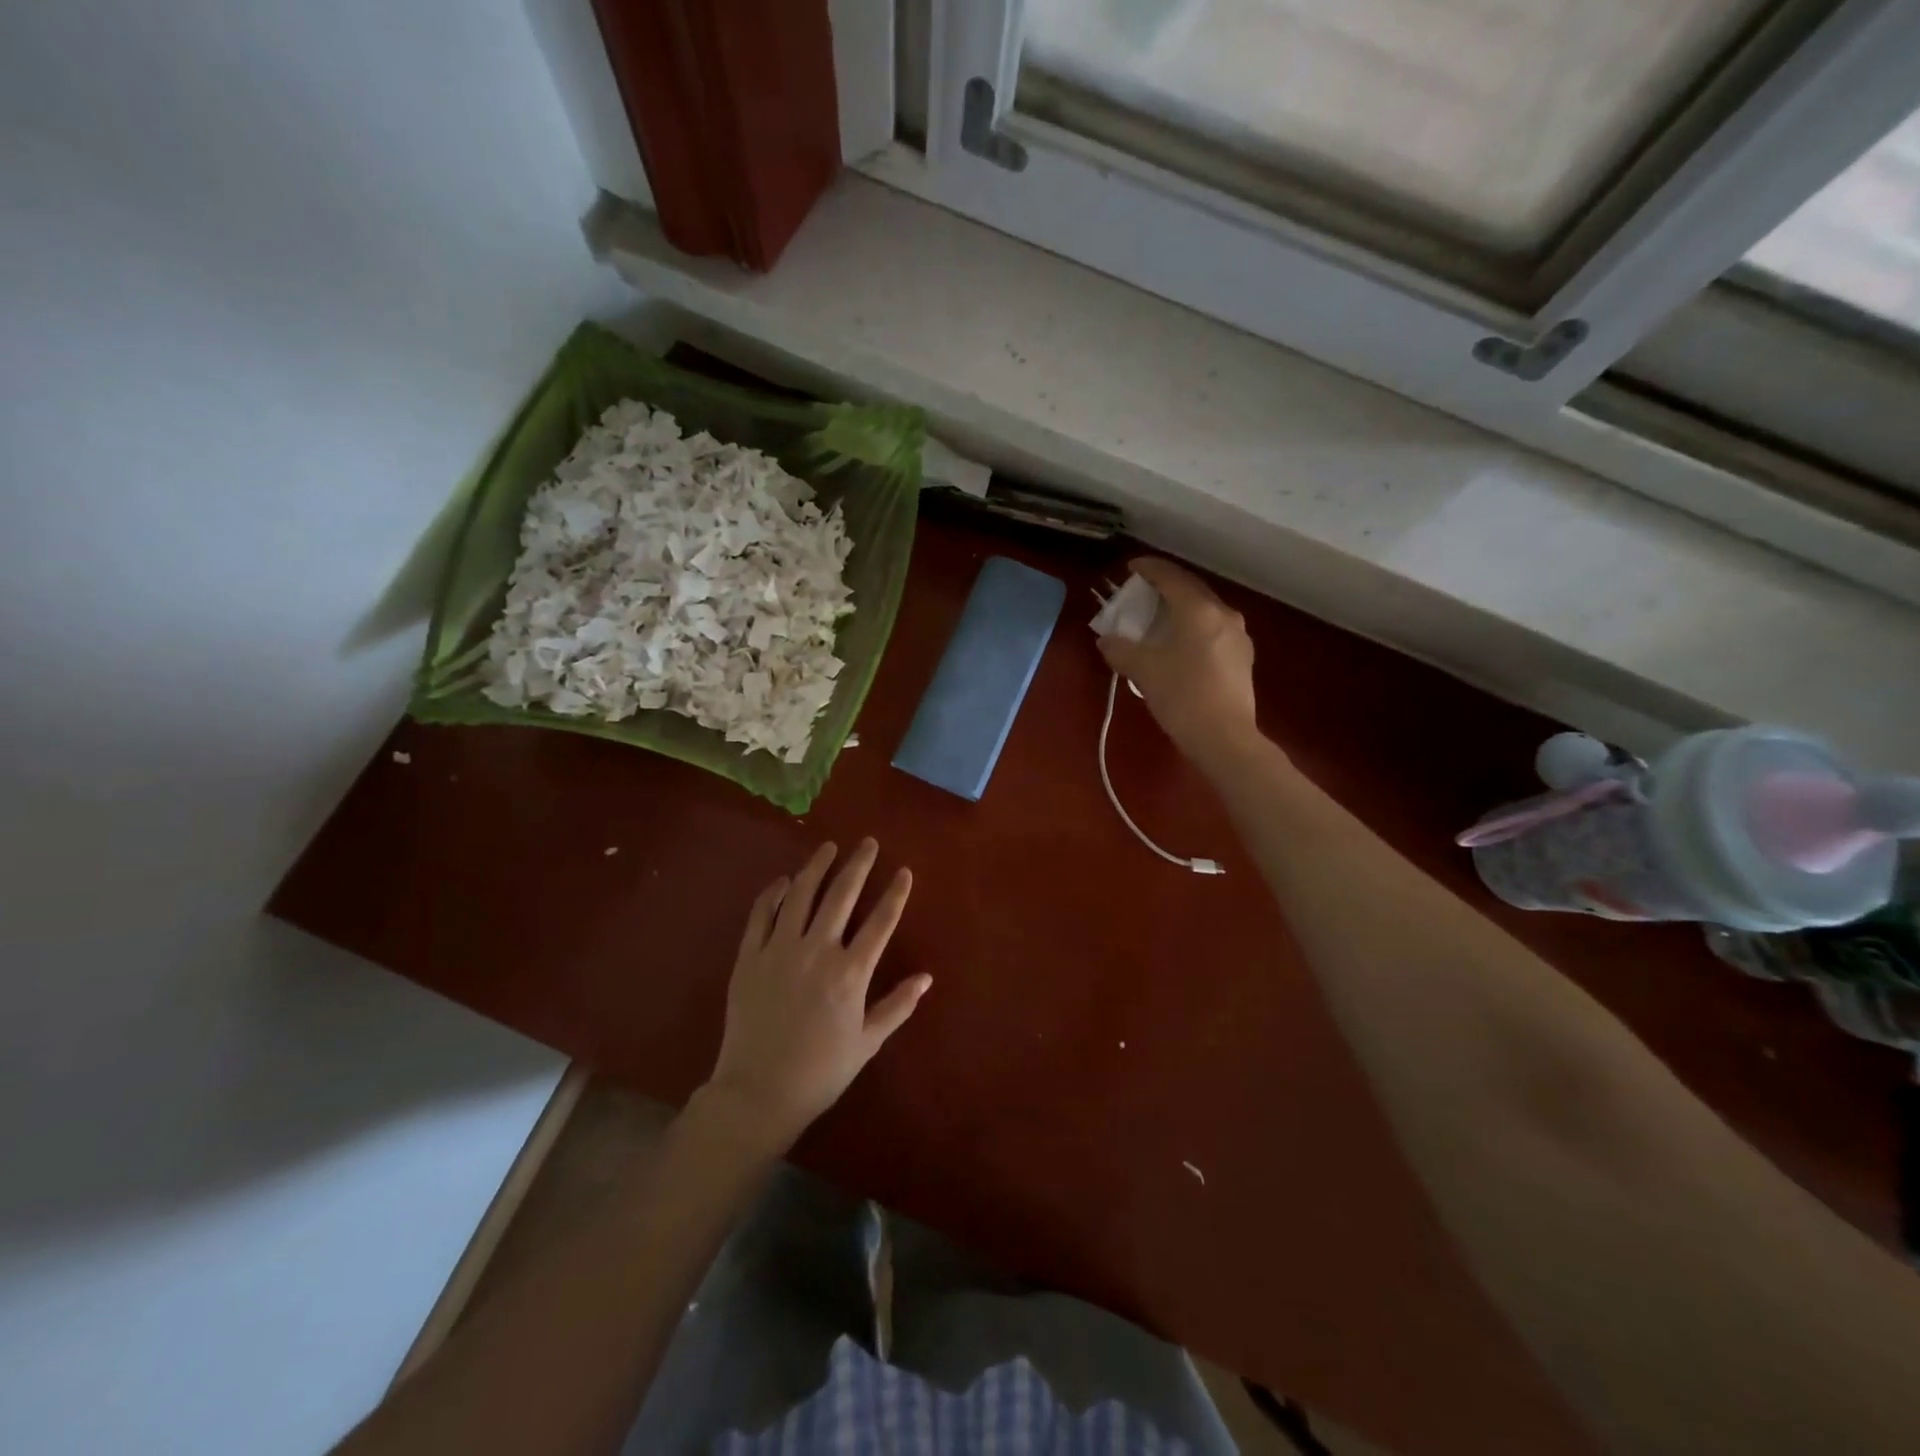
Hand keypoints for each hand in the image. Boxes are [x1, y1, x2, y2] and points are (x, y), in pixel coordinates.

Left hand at [705, 839, 929, 1148]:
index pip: (880, 921)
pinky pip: (761, 914)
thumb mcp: (867, 1042)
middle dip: (858, 865)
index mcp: (850, 973)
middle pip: (841, 895)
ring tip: (828, 847)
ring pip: (801, 894)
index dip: (895, 893)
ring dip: (817, 866)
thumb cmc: (820, 1072)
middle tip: (867, 842)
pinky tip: (785, 881)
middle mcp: (817, 951)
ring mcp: (780, 950)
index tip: (904, 870)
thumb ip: (898, 1006)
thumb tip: (927, 977)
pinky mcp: (749, 957)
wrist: (757, 1093)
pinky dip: (774, 893)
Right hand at [1097, 558, 1260, 765]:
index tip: (1131, 568)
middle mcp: (1223, 614)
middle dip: (1165, 588)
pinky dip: (1192, 628)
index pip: (1170, 577)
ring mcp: (1238, 636)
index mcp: (1198, 610)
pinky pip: (1212, 630)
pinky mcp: (1242, 659)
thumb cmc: (1182, 696)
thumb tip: (1106, 640)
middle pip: (1191, 590)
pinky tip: (1179, 644)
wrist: (1225, 738)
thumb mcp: (1143, 671)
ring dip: (1180, 609)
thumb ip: (1120, 649)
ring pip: (1204, 611)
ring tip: (1158, 619)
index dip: (1149, 569)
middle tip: (1141, 593)